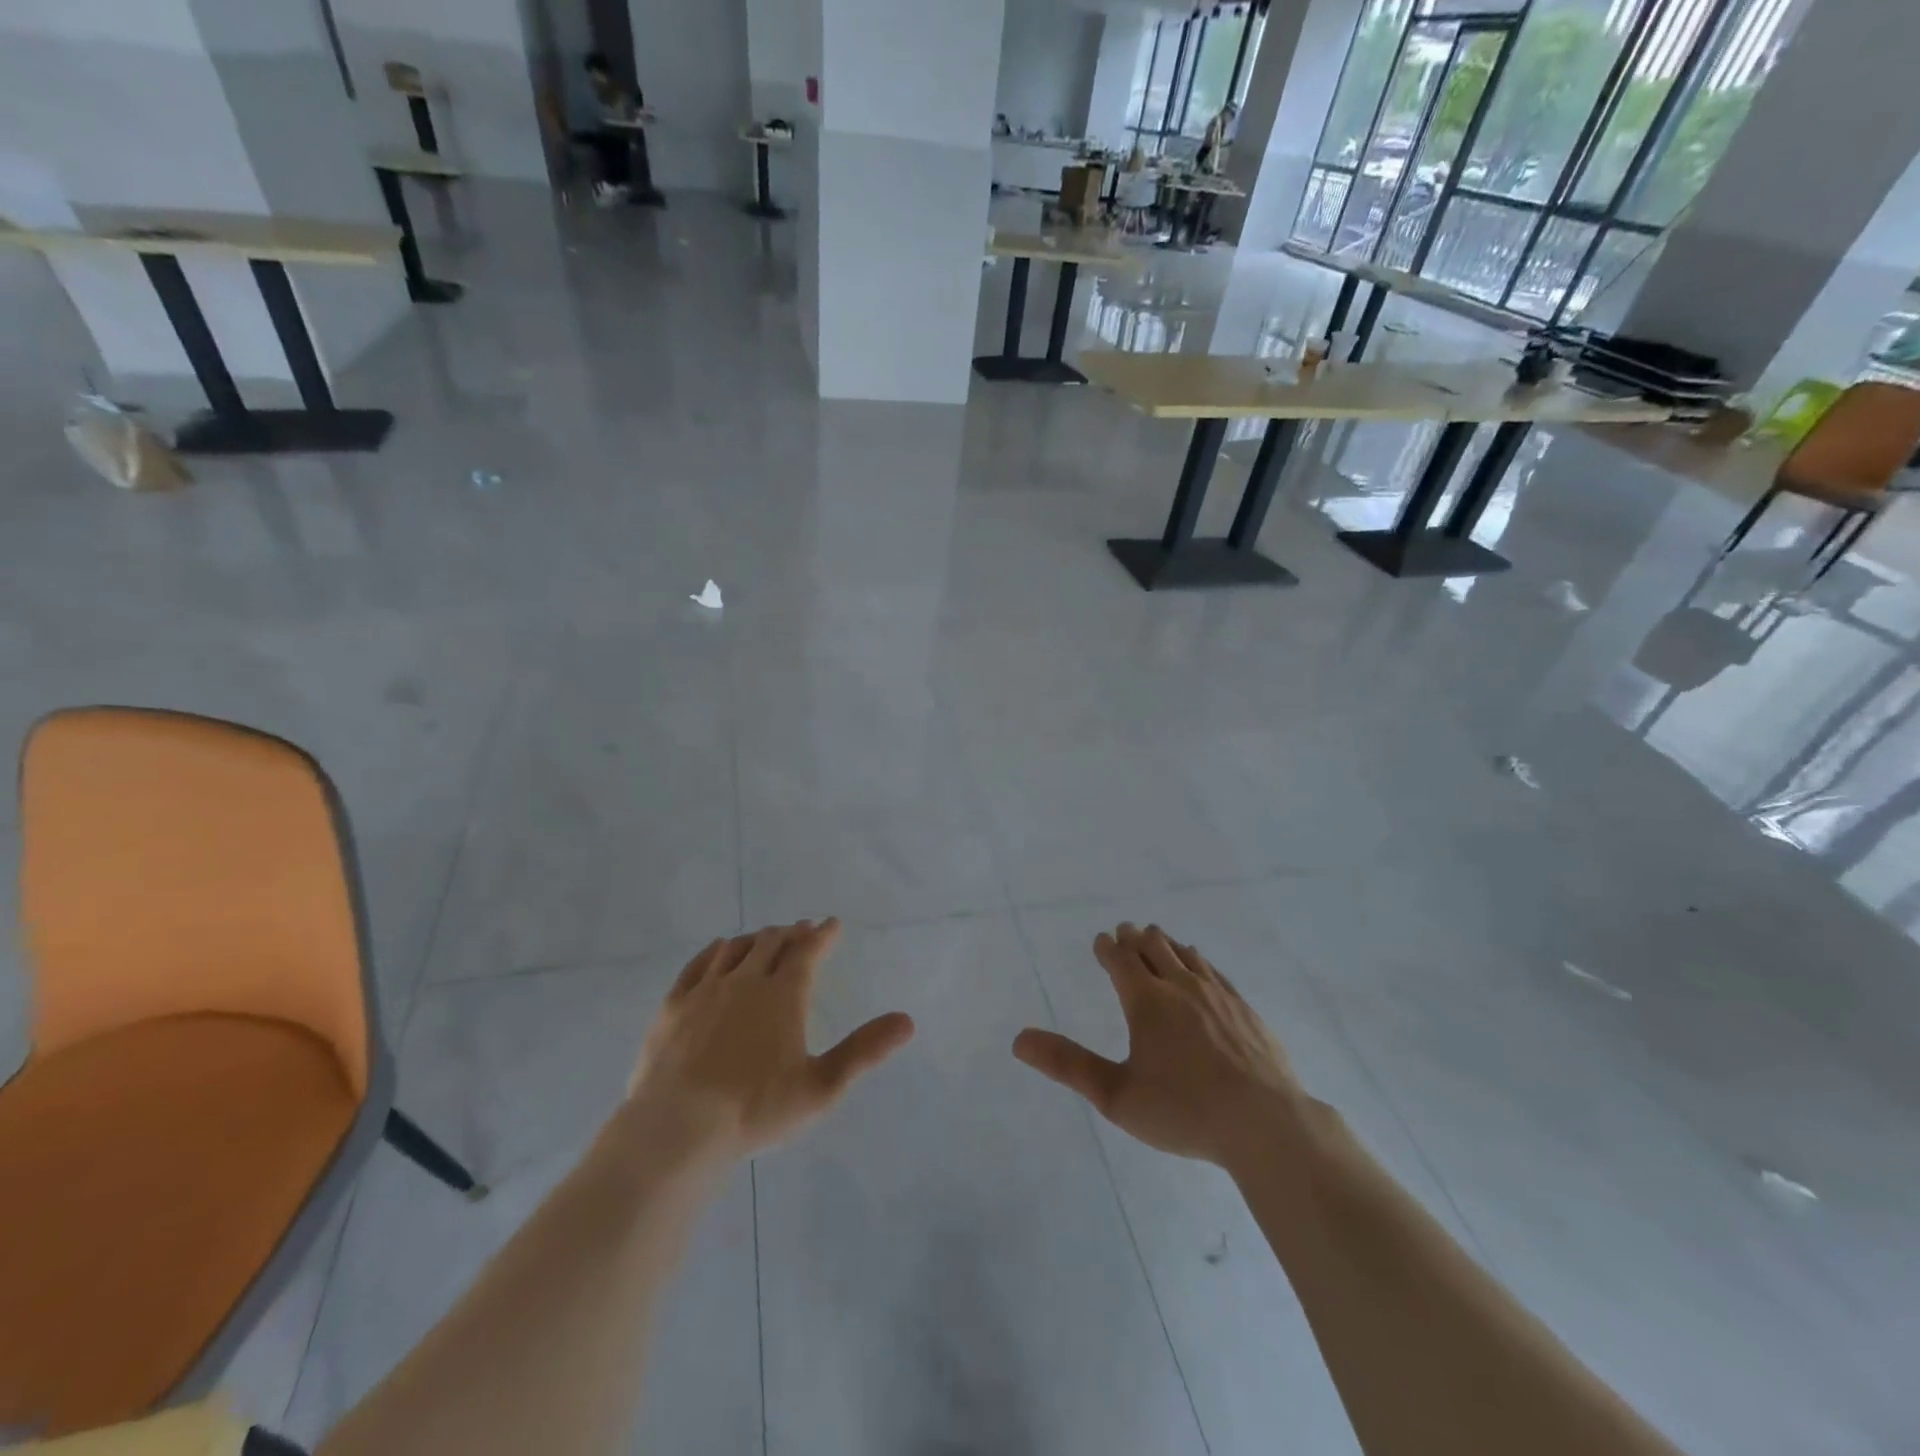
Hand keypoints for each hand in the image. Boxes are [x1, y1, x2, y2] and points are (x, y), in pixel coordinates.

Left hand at [625, 920, 914, 1164]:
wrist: (677, 1129)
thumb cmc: (755, 1110)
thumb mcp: (821, 1087)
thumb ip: (864, 1051)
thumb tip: (908, 1021)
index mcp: (783, 994)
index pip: (808, 951)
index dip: (823, 934)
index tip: (832, 923)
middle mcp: (745, 980)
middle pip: (771, 943)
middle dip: (791, 933)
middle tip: (802, 929)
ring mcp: (706, 990)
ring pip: (736, 948)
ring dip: (756, 938)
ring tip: (766, 937)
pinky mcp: (674, 1005)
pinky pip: (698, 964)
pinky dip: (716, 950)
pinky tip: (720, 949)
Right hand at [1013, 924, 1301, 1168]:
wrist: (1266, 1124)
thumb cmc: (1184, 1110)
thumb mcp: (1116, 1095)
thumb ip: (1068, 1065)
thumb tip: (1018, 1039)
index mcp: (1146, 1001)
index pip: (1121, 960)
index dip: (1107, 948)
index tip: (1100, 940)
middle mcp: (1181, 987)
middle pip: (1154, 948)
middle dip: (1135, 938)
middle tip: (1125, 932)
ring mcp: (1218, 995)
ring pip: (1186, 955)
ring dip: (1166, 944)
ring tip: (1158, 939)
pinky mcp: (1245, 1009)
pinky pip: (1214, 972)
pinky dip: (1198, 961)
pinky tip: (1201, 968)